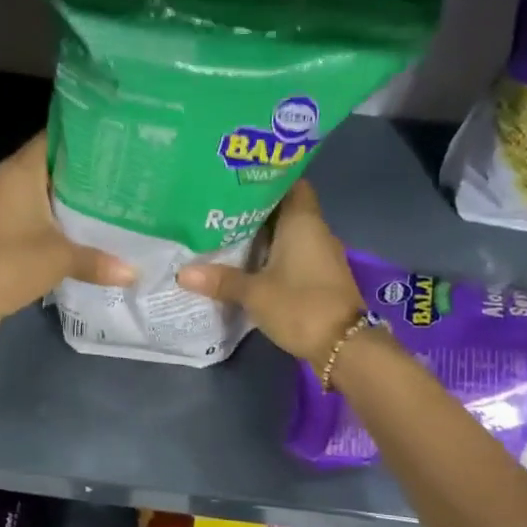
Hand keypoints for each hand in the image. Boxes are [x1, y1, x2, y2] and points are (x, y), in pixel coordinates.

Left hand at [0, 131, 133, 334]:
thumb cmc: (12, 263)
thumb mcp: (62, 259)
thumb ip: (99, 261)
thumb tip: (134, 273)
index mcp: (20, 171)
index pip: (52, 138)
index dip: (81, 138)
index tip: (112, 143)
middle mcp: (5, 179)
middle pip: (47, 164)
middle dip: (78, 170)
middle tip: (117, 174)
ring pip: (36, 191)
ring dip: (63, 196)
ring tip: (103, 199)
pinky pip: (27, 212)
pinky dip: (48, 217)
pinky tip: (74, 228)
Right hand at [177, 181, 364, 368]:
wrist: (344, 345)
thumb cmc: (300, 305)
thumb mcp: (254, 293)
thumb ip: (220, 280)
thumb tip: (182, 272)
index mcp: (303, 222)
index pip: (291, 184)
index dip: (266, 181)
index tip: (238, 183)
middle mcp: (316, 231)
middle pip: (286, 209)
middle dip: (257, 210)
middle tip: (221, 210)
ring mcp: (321, 255)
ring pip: (290, 234)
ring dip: (264, 236)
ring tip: (228, 235)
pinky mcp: (321, 277)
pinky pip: (294, 255)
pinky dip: (274, 255)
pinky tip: (249, 264)